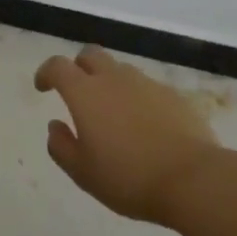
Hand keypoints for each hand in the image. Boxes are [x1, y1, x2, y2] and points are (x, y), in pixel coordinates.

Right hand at [35, 46, 221, 224]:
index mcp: (85, 93)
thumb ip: (61, 146)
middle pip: (90, 55)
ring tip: (113, 113)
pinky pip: (146, 87)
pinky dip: (137, 97)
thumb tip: (55, 125)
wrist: (193, 179)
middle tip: (78, 93)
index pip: (58, 66)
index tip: (43, 87)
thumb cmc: (129, 178)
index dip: (46, 72)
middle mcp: (114, 79)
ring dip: (109, 82)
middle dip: (79, 67)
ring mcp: (146, 84)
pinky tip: (144, 125)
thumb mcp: (83, 173)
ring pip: (120, 69)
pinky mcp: (173, 95)